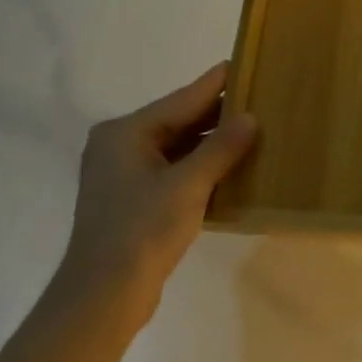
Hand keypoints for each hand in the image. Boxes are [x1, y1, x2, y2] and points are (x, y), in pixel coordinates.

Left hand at [57, 62, 257, 321]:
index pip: (182, 99)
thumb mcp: (188, 185)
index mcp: (125, 132)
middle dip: (218, 114)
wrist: (102, 298)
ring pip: (178, 147)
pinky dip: (201, 167)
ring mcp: (125, 175)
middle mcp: (120, 146)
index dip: (216, 83)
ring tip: (254, 130)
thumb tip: (250, 117)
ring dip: (212, 143)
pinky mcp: (133, 200)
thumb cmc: (142, 231)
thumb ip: (221, 148)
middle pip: (179, 121)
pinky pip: (174, 170)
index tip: (244, 62)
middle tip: (259, 98)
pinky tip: (232, 167)